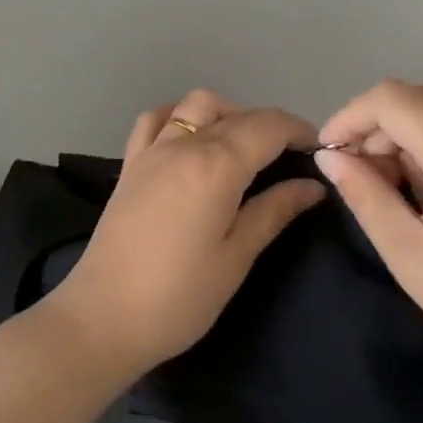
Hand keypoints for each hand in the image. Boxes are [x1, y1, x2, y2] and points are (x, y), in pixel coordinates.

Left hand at [49, 89, 325, 375]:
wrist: (104, 318)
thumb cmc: (180, 296)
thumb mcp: (237, 256)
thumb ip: (275, 210)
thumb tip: (312, 185)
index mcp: (217, 165)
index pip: (268, 126)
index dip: (299, 130)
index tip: (318, 150)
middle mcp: (185, 145)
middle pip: (238, 113)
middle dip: (271, 125)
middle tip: (290, 157)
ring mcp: (152, 150)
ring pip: (197, 105)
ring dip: (228, 113)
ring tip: (243, 147)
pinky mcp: (130, 164)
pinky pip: (156, 119)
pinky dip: (180, 116)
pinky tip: (191, 139)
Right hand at [314, 80, 422, 386]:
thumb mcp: (408, 254)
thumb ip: (363, 194)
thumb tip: (330, 157)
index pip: (392, 99)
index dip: (351, 116)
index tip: (329, 152)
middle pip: (415, 96)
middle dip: (375, 126)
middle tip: (358, 175)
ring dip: (402, 131)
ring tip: (390, 184)